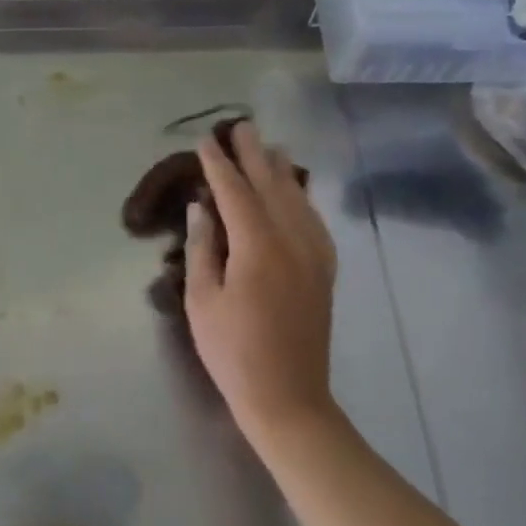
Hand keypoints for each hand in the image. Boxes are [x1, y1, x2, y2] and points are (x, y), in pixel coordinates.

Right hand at [186, 121, 339, 439]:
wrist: (289, 398)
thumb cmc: (233, 352)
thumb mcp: (202, 300)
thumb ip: (202, 247)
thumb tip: (200, 207)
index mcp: (257, 247)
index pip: (235, 192)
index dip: (218, 164)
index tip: (205, 140)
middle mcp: (292, 241)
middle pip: (271, 185)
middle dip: (254, 154)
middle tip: (241, 126)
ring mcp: (314, 255)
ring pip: (298, 199)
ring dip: (281, 170)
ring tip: (270, 147)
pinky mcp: (325, 271)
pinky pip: (314, 221)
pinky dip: (302, 198)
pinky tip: (296, 192)